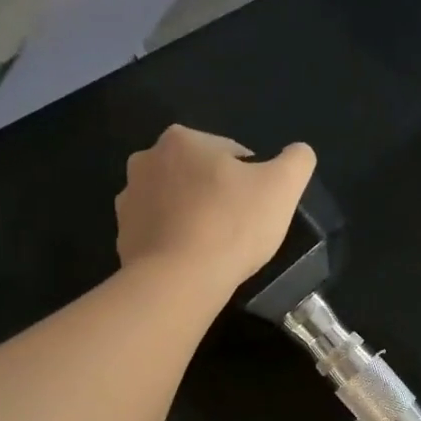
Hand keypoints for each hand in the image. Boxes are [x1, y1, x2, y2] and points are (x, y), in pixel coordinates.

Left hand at [116, 125, 316, 294]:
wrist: (180, 280)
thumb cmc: (232, 225)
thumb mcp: (283, 186)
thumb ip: (296, 161)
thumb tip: (298, 153)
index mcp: (182, 139)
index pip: (231, 154)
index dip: (252, 182)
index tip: (259, 210)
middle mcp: (146, 160)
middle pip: (199, 176)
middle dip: (218, 196)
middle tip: (240, 230)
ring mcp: (129, 200)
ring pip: (176, 204)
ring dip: (194, 218)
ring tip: (215, 249)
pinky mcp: (123, 236)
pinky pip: (158, 234)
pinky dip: (175, 243)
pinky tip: (193, 262)